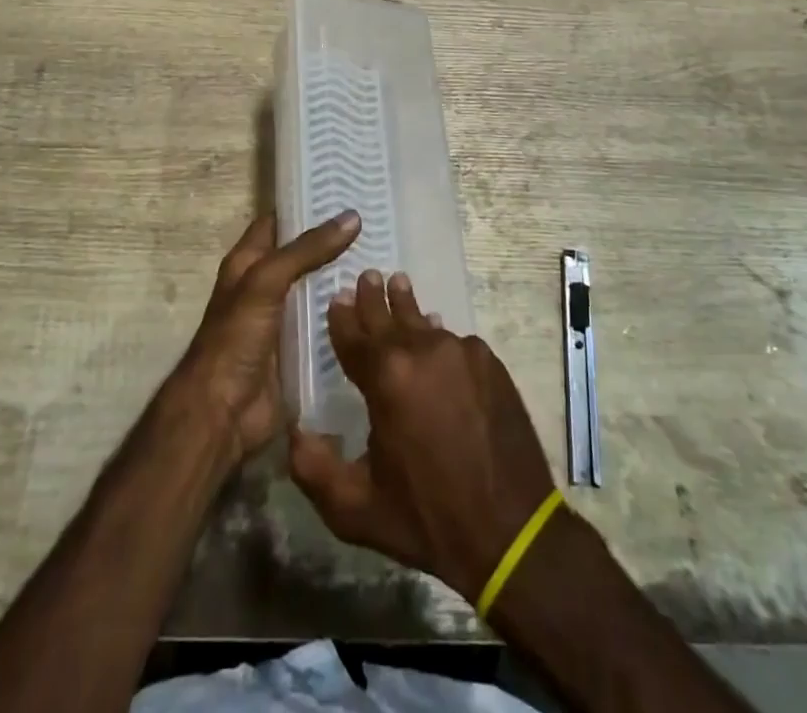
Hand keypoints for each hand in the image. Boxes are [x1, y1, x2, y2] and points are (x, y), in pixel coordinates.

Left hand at [172, 210, 360, 467]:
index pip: (279, 222)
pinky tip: (378, 305)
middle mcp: (265, 286)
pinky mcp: (300, 349)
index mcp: (248, 263)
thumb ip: (306, 250)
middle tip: (378, 224)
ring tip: (389, 258)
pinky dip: (348, 315)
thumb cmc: (235, 338)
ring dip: (346, 279)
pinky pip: (327, 325)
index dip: (306, 206)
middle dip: (335, 243)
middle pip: (305, 255)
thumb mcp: (266, 282)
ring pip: (319, 290)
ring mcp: (284, 319)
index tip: (345, 191)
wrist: (223, 413)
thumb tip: (351, 217)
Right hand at [288, 270, 557, 601]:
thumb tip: (294, 431)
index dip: (341, 317)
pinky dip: (439, 339)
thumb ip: (313, 470)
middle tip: (367, 276)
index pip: (353, 334)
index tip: (335, 298)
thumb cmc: (428, 519)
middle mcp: (422, 350)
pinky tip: (436, 342)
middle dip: (374, 297)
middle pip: (389, 315)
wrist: (512, 531)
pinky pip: (455, 341)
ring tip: (399, 285)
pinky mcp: (489, 362)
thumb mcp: (356, 510)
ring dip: (407, 307)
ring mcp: (460, 351)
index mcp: (386, 377)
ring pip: (424, 323)